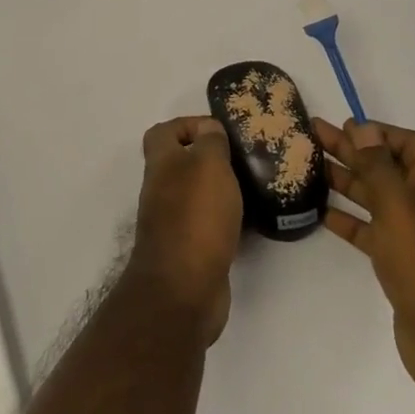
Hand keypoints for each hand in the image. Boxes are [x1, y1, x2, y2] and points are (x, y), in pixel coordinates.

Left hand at [128, 116, 243, 347]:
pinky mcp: (188, 251)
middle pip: (180, 164)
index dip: (188, 124)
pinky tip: (251, 223)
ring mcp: (172, 223)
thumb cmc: (196, 216)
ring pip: (196, 195)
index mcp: (161, 164)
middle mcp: (161, 190)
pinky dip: (227, 221)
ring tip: (253, 188)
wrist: (183, 289)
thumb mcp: (208, 164)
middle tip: (243, 160)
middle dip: (211, 159)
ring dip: (221, 190)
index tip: (219, 131)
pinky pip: (208, 225)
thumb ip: (210, 142)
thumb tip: (209, 130)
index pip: (163, 132)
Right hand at [318, 118, 414, 397]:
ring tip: (311, 167)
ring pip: (378, 198)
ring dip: (347, 181)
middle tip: (314, 135)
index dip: (376, 132)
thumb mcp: (398, 204)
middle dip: (353, 151)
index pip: (409, 143)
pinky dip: (351, 219)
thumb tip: (364, 128)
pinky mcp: (404, 261)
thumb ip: (377, 164)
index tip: (342, 126)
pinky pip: (374, 230)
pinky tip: (322, 212)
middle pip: (388, 167)